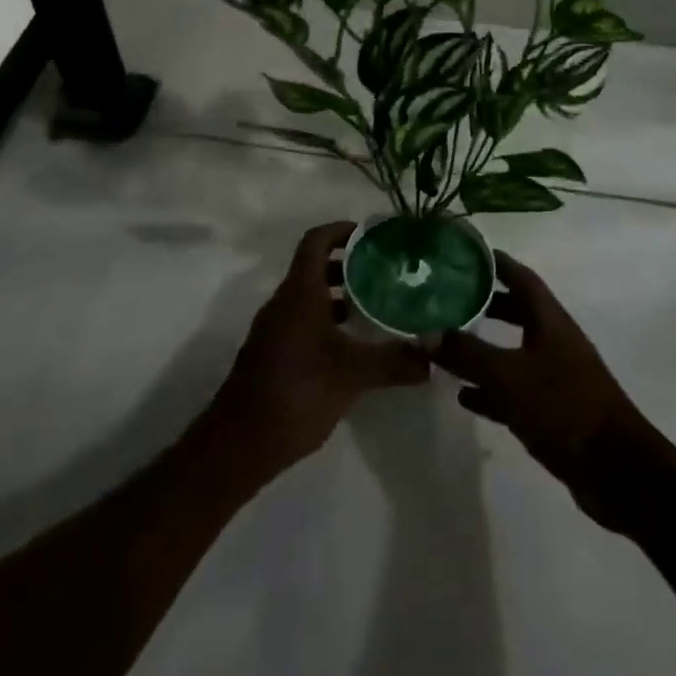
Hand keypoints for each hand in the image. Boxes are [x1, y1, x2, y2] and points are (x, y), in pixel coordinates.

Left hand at [205, 222, 430, 480]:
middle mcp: (284, 302)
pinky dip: (328, 323)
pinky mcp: (273, 355)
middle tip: (384, 273)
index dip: (341, 230)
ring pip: (309, 298)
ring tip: (375, 309)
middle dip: (349, 266)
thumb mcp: (353, 375)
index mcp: (299, 292)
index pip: (316, 241)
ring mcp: (275, 330)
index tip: (371, 235)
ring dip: (340, 297)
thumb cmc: (296, 392)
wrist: (239, 444)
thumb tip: (436, 355)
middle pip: (314, 268)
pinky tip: (353, 348)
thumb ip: (395, 361)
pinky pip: (303, 322)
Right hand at [434, 250, 662, 531]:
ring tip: (446, 346)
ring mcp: (556, 376)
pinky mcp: (553, 411)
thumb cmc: (565, 408)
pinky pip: (514, 390)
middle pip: (516, 311)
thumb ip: (467, 354)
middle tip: (448, 298)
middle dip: (485, 303)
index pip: (521, 277)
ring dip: (483, 347)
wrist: (618, 472)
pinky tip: (464, 397)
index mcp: (550, 320)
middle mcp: (554, 341)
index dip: (495, 262)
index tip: (464, 253)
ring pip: (513, 351)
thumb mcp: (509, 376)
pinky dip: (490, 389)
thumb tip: (424, 332)